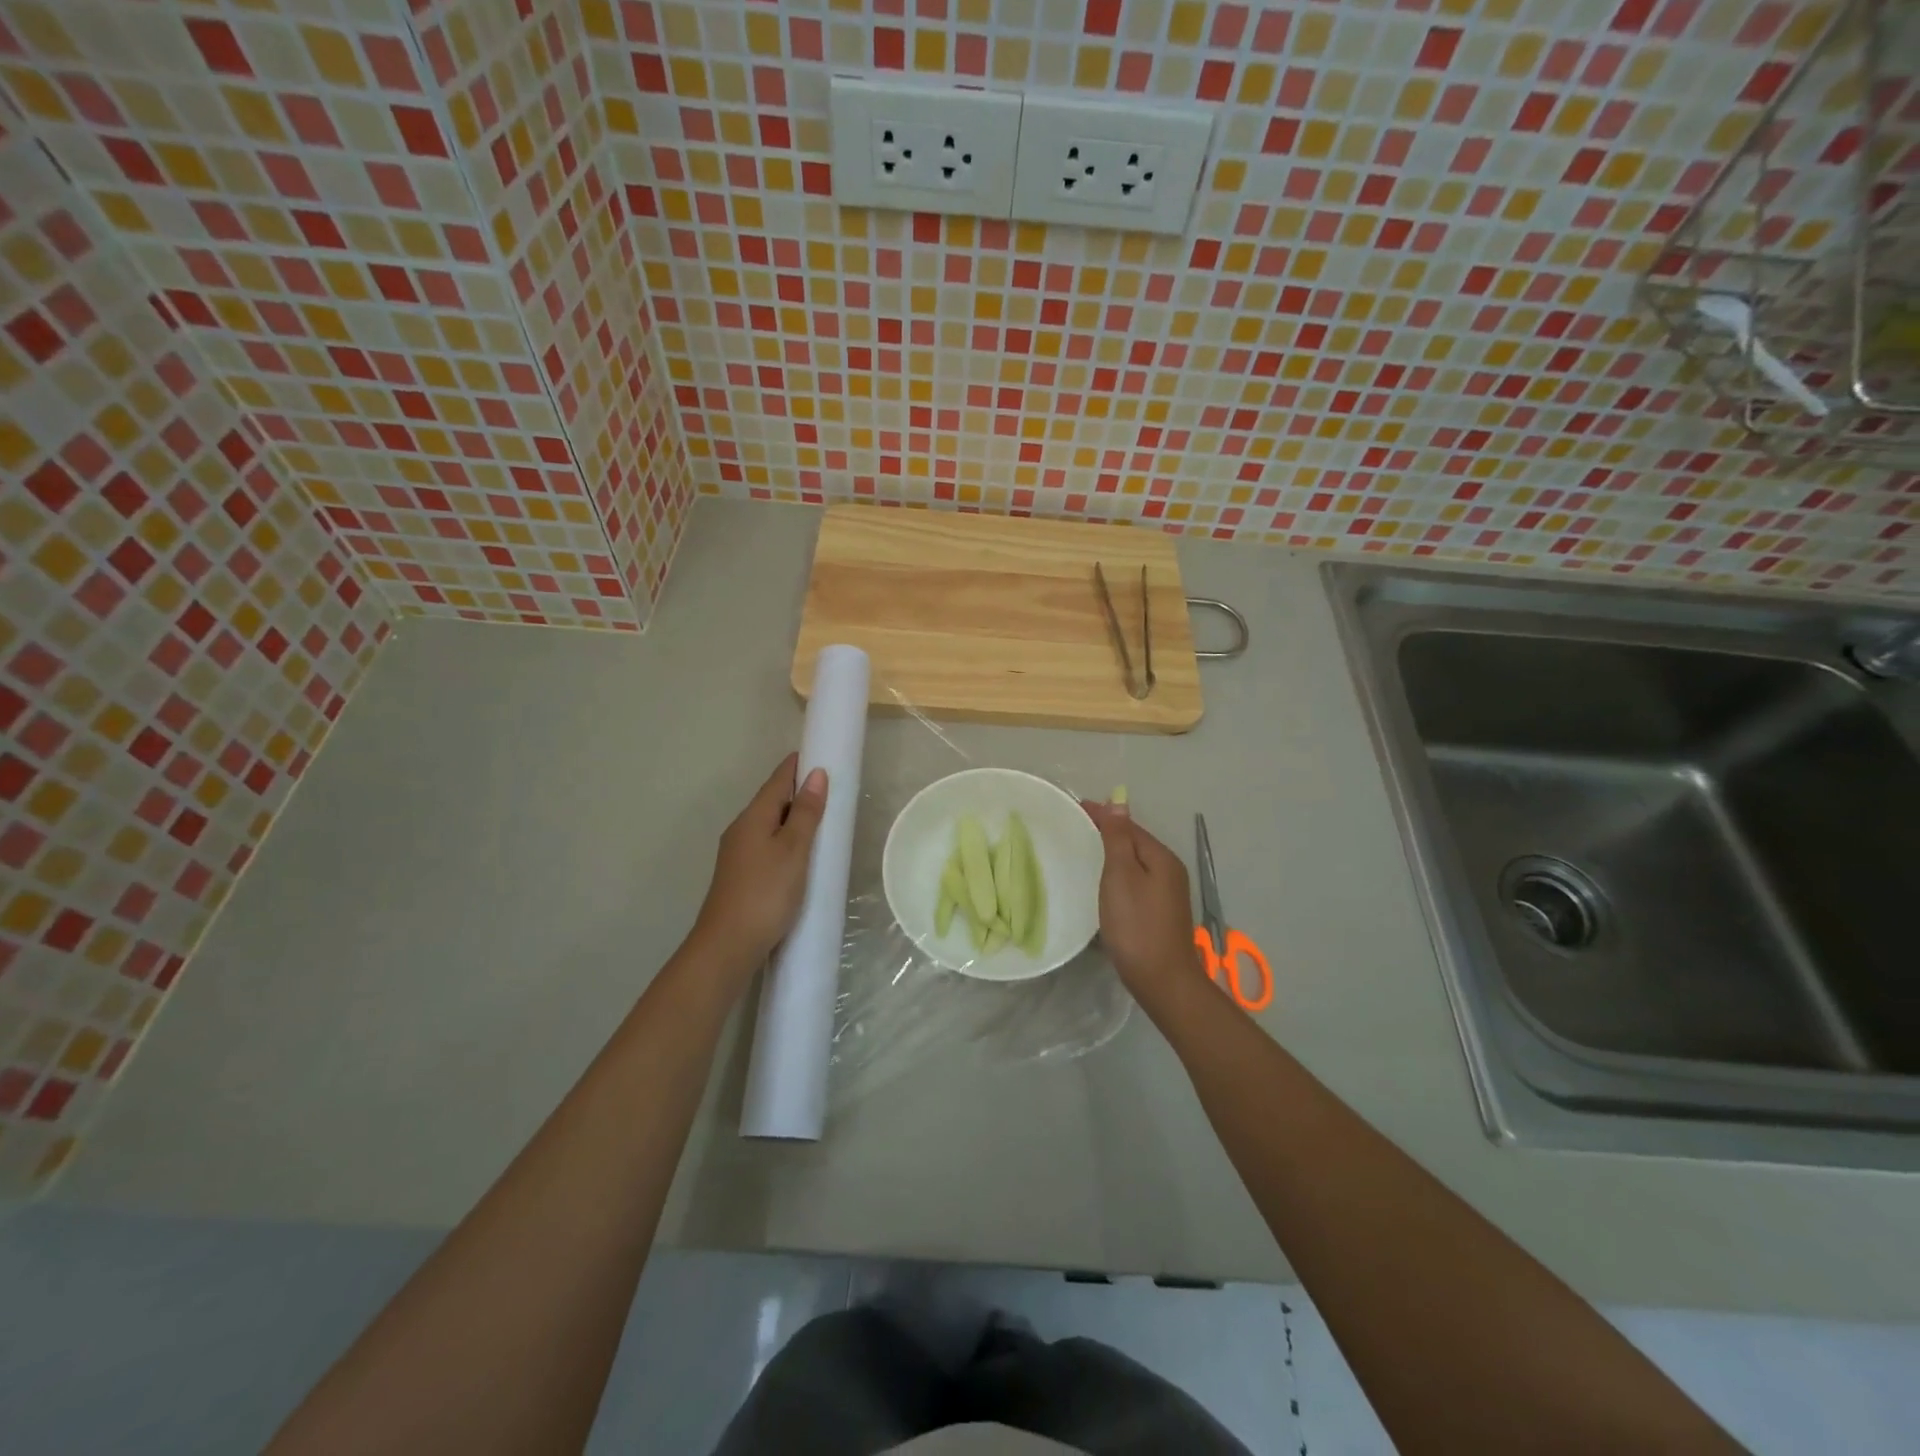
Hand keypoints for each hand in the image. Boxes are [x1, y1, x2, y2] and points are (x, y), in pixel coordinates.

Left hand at [692, 753, 827, 972]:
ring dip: (792, 817)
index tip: (819, 753)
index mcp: (753, 818)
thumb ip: (805, 813)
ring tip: (820, 819)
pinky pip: (766, 844)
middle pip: (771, 801)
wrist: (728, 946)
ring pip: (768, 824)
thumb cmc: (766, 893)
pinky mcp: (740, 876)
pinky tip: (799, 853)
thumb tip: (815, 774)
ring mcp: (737, 854)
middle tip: (829, 787)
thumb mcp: (794, 850)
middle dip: (797, 791)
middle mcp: (741, 830)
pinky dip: (785, 839)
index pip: (777, 781)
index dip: (797, 766)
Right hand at [1082, 801, 1204, 1013]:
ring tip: (1084, 849)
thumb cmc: (1136, 924)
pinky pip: (1135, 880)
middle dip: (1107, 831)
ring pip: (1135, 862)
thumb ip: (1118, 838)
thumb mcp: (1121, 876)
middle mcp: (1169, 870)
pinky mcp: (1160, 912)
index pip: (1128, 826)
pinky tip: (1103, 882)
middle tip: (1074, 826)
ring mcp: (1167, 893)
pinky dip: (1118, 874)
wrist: (1161, 979)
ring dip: (1112, 853)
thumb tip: (1119, 801)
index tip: (1074, 807)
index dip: (1102, 815)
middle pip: (1134, 842)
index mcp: (1161, 857)